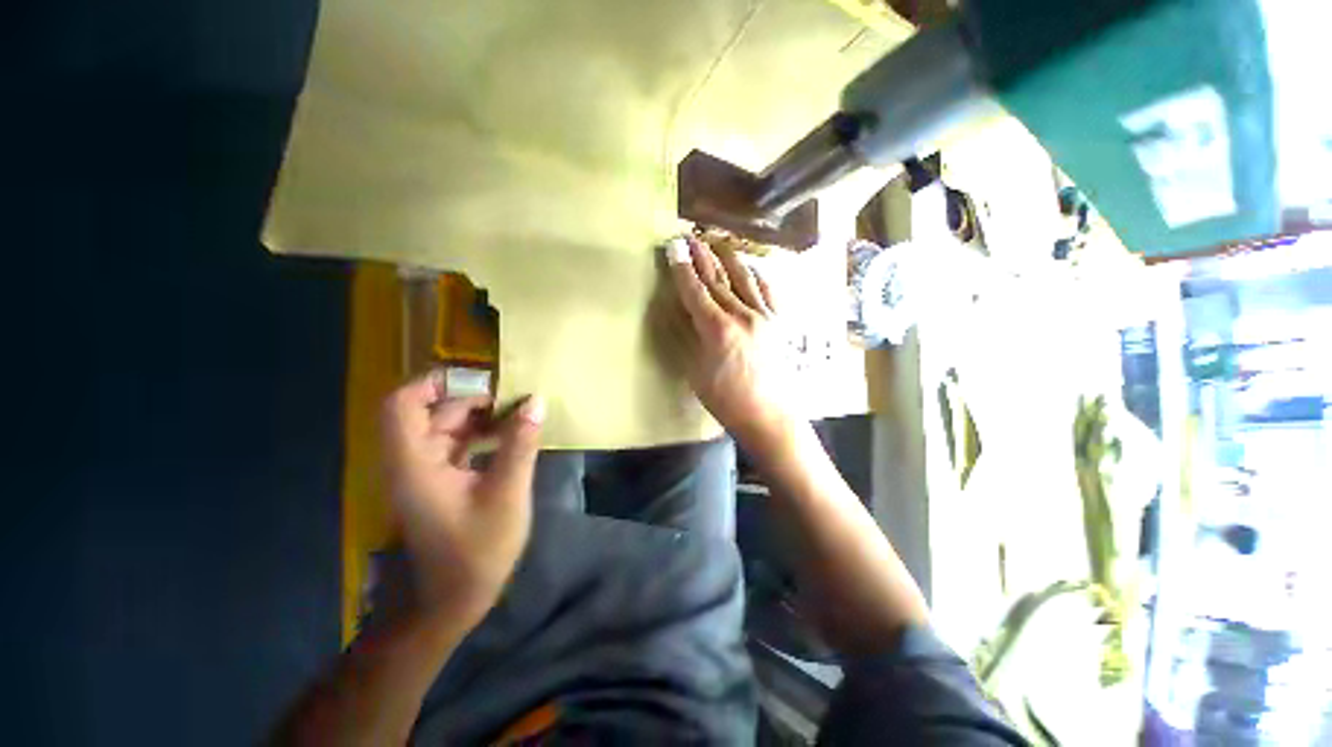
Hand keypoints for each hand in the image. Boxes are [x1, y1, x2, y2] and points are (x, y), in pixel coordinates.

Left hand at [380, 371, 544, 624]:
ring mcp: (425, 473)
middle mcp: (412, 462)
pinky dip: (480, 435)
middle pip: (429, 412)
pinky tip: (511, 438)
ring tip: (519, 415)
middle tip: (513, 397)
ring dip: (479, 417)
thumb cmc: (477, 551)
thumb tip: (535, 401)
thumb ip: (519, 445)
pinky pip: (455, 445)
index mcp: (415, 464)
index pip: (401, 405)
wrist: (453, 600)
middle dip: (470, 398)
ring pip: (445, 427)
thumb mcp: (507, 494)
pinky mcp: (439, 482)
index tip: (479, 378)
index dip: (433, 382)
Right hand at [663, 235, 795, 445]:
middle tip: (689, 237)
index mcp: (716, 328)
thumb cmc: (726, 400)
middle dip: (701, 256)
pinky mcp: (779, 323)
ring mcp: (764, 316)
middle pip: (717, 278)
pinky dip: (757, 276)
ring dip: (727, 257)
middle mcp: (741, 314)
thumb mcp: (696, 371)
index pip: (694, 290)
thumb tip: (678, 311)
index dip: (681, 268)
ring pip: (743, 278)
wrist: (769, 415)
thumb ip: (687, 338)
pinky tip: (751, 268)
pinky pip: (768, 291)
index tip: (672, 247)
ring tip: (717, 242)